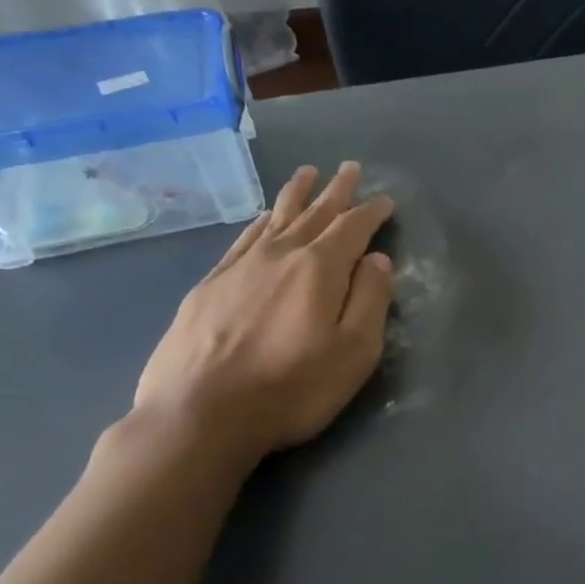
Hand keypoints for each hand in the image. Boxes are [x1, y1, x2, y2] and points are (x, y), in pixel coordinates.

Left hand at [133, 162, 394, 469]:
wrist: (199, 415)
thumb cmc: (291, 388)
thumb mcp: (354, 351)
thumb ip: (371, 300)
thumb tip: (376, 260)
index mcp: (319, 269)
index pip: (352, 228)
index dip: (371, 212)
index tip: (385, 201)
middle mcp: (280, 255)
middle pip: (313, 213)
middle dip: (336, 191)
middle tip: (349, 168)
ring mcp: (239, 268)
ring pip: (275, 218)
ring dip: (296, 195)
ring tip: (307, 173)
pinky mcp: (209, 285)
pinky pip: (243, 240)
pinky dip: (259, 223)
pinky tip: (262, 218)